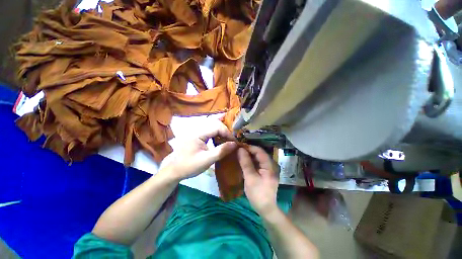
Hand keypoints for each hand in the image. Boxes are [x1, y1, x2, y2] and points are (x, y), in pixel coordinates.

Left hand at [166, 120, 236, 180]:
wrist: (174, 170)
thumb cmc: (189, 166)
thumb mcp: (207, 160)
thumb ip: (221, 151)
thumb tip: (235, 144)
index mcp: (198, 133)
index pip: (217, 126)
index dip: (227, 133)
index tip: (234, 142)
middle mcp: (197, 129)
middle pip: (215, 123)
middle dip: (225, 131)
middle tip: (231, 140)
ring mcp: (196, 131)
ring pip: (212, 125)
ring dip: (221, 131)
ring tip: (227, 140)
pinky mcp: (196, 135)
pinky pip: (209, 130)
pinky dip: (216, 133)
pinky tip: (219, 140)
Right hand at [238, 146, 279, 215]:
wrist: (266, 209)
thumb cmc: (258, 194)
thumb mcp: (250, 177)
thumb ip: (245, 163)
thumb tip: (240, 149)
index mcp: (269, 165)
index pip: (259, 151)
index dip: (249, 147)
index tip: (239, 146)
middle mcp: (270, 165)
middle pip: (259, 153)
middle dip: (248, 151)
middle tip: (237, 150)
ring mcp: (268, 169)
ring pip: (258, 158)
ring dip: (249, 156)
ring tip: (239, 155)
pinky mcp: (265, 172)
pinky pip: (258, 163)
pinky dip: (251, 161)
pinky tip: (244, 162)